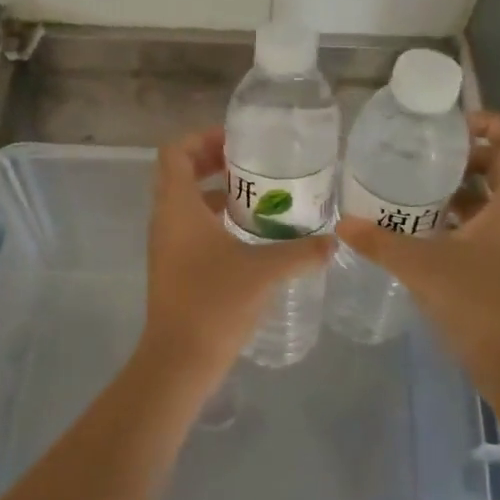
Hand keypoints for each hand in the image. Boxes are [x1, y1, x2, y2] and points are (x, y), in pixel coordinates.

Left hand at [137, 128, 333, 393]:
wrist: (179, 361)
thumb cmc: (214, 303)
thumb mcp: (264, 271)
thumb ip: (301, 252)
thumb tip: (334, 240)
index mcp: (178, 207)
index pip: (175, 152)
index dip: (202, 138)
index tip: (237, 142)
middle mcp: (166, 219)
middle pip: (180, 173)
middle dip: (214, 162)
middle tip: (253, 164)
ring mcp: (167, 245)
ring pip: (186, 202)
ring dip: (217, 192)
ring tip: (259, 196)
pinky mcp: (173, 267)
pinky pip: (191, 228)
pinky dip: (215, 220)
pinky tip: (250, 235)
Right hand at [337, 111, 499, 382]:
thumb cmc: (479, 304)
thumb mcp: (421, 267)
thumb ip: (379, 242)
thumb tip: (342, 222)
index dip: (490, 123)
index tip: (450, 129)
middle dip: (467, 156)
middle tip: (425, 156)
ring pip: (496, 198)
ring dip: (462, 189)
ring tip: (417, 188)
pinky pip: (490, 225)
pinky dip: (462, 218)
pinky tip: (426, 228)